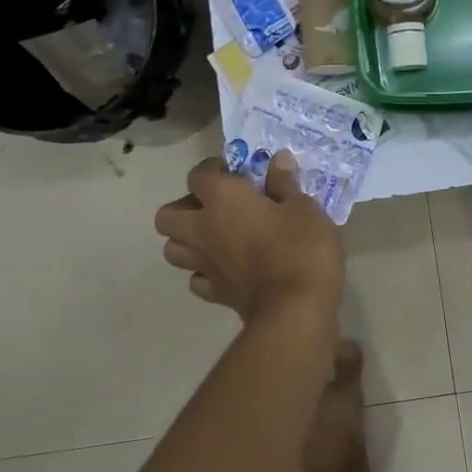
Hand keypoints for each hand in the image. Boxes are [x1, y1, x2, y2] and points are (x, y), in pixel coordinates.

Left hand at [154, 153, 345, 327]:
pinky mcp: (215, 294)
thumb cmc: (301, 248)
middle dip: (185, 207)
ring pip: (173, 249)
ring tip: (218, 236)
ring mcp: (205, 265)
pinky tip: (227, 267)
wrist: (295, 310)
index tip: (237, 172)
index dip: (214, 169)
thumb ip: (285, 184)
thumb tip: (278, 161)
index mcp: (223, 199)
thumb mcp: (304, 208)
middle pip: (167, 215)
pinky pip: (196, 278)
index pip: (198, 175)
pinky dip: (205, 271)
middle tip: (218, 206)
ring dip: (188, 240)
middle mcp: (203, 229)